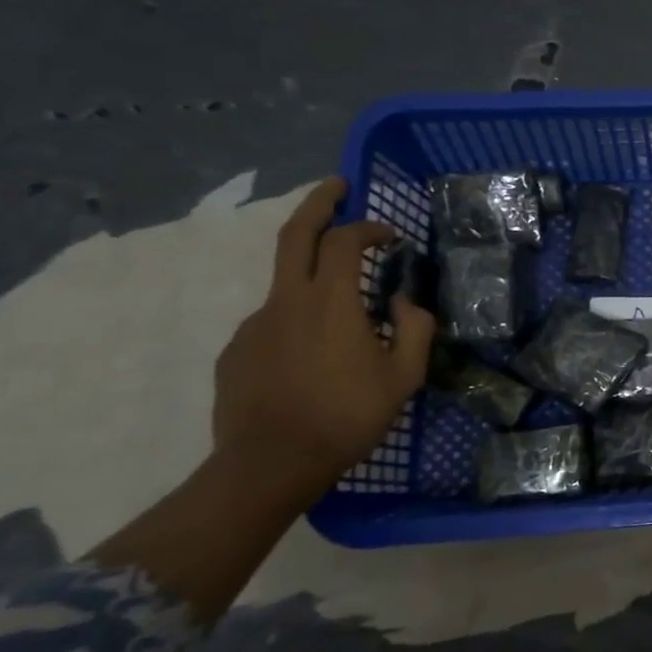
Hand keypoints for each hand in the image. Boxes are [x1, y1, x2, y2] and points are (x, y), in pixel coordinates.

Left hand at [212, 178, 435, 498]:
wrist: (270, 465)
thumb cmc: (347, 416)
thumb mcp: (404, 376)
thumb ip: (415, 329)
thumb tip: (406, 304)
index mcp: (331, 302)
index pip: (346, 242)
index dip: (370, 229)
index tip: (392, 237)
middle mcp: (287, 301)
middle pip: (296, 235)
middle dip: (318, 203)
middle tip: (337, 187)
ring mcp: (255, 325)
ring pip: (287, 285)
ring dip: (316, 279)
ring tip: (345, 318)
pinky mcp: (237, 351)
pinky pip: (274, 324)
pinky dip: (298, 323)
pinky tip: (313, 359)